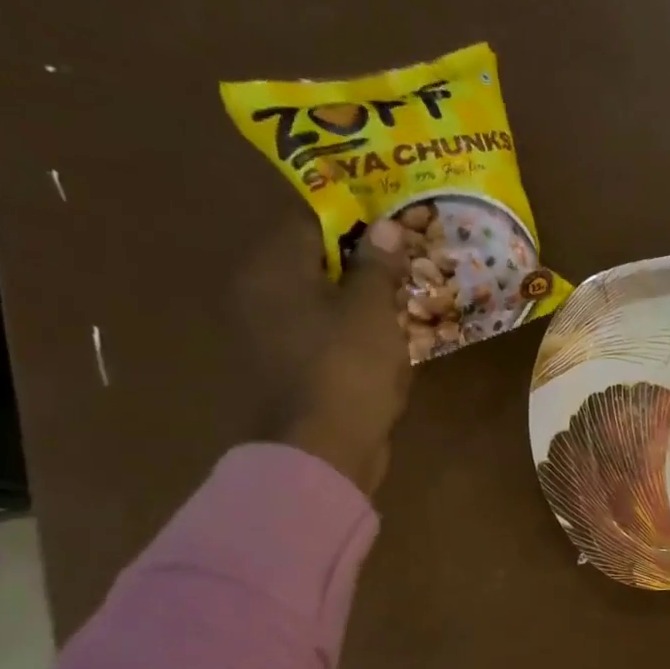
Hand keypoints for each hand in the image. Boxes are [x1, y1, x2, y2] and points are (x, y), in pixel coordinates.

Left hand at [264, 219, 413, 496]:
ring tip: (406, 292)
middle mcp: (261, 295)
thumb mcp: (372, 309)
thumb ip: (378, 265)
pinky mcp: (291, 367)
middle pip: (316, 261)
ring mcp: (272, 335)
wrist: (323, 450)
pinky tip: (390, 333)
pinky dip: (354, 328)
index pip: (311, 223)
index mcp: (272, 270)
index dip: (356, 218)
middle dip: (363, 259)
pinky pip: (326, 333)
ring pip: (323, 299)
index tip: (396, 219)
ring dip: (362, 296)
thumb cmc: (347, 368)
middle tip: (408, 256)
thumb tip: (387, 226)